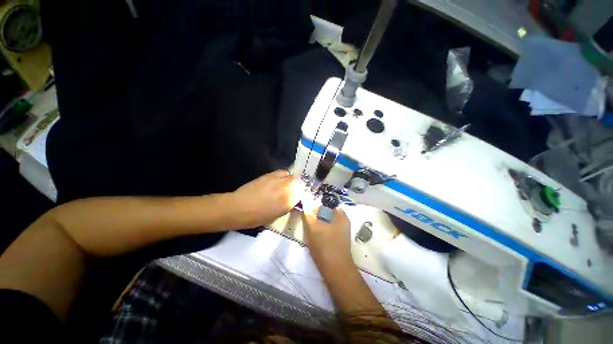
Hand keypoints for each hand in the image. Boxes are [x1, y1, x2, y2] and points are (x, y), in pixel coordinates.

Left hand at [230, 170, 300, 227]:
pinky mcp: (271, 174)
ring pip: (292, 177)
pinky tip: (279, 180)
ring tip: (287, 185)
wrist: (239, 207)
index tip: (298, 198)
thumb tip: (292, 202)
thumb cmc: (257, 217)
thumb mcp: (276, 216)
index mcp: (289, 202)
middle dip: (299, 187)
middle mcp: (287, 189)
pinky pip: (283, 172)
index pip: (302, 195)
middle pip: (299, 183)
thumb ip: (287, 207)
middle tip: (295, 191)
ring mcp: (279, 180)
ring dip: (292, 181)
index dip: (301, 196)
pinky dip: (284, 176)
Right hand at [302, 206, 352, 265]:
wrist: (335, 270)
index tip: (307, 207)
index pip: (328, 204)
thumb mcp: (314, 227)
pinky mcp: (338, 240)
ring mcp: (341, 231)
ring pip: (326, 222)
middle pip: (327, 213)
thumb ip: (308, 214)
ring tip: (309, 226)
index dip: (317, 204)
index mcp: (341, 215)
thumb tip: (305, 204)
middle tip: (306, 217)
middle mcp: (343, 222)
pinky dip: (321, 230)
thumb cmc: (325, 245)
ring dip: (318, 222)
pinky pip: (328, 230)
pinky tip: (314, 235)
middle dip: (316, 214)